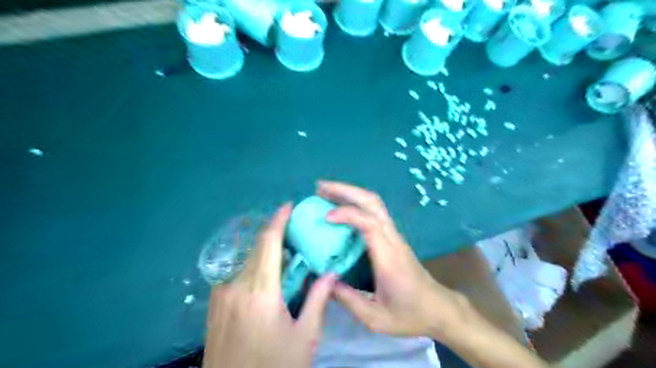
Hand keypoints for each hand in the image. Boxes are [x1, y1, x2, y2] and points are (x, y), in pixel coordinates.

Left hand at [204, 205, 338, 367]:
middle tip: (294, 231)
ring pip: (246, 259)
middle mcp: (235, 285)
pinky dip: (253, 264)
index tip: (288, 206)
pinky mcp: (214, 303)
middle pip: (256, 247)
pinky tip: (266, 274)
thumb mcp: (304, 337)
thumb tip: (331, 273)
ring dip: (265, 250)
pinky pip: (236, 272)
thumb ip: (318, 300)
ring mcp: (220, 294)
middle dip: (275, 234)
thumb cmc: (274, 366)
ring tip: (285, 254)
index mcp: (259, 291)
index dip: (279, 220)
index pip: (268, 242)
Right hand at [320, 183, 468, 339]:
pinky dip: (356, 203)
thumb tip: (323, 281)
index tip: (325, 217)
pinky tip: (341, 207)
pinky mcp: (394, 237)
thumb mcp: (375, 318)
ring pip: (375, 203)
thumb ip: (347, 300)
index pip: (369, 224)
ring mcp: (395, 236)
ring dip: (350, 193)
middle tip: (320, 188)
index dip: (347, 214)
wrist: (439, 309)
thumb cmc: (410, 315)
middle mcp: (393, 239)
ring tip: (326, 192)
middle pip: (373, 202)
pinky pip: (375, 212)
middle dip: (345, 190)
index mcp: (389, 257)